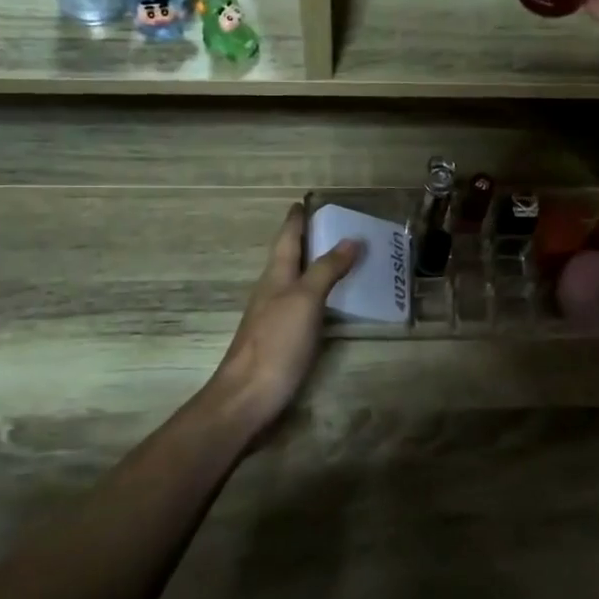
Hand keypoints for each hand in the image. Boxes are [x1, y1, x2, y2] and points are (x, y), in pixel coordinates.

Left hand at [205, 204, 363, 437]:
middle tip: (336, 226)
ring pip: (296, 280)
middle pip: (290, 257)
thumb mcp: (305, 300)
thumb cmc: (276, 343)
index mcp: (276, 275)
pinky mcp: (282, 339)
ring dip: (316, 266)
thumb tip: (351, 239)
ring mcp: (275, 316)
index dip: (296, 219)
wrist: (248, 398)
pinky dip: (319, 294)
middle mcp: (273, 290)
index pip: (287, 237)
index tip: (307, 201)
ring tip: (343, 258)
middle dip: (309, 240)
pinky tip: (333, 302)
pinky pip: (303, 305)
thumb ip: (327, 270)